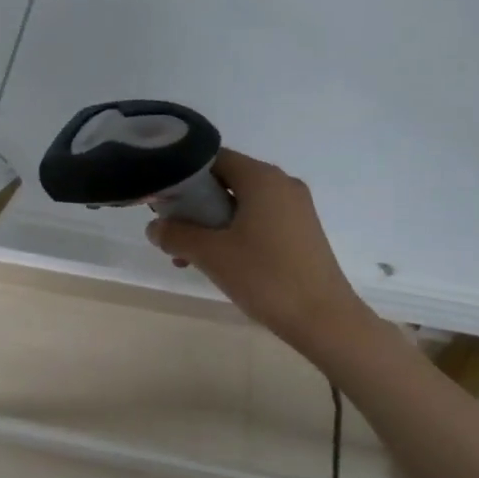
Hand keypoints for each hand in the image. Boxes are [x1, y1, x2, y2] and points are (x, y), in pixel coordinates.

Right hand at [147, 149, 372, 350]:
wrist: (324, 319)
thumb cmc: (265, 277)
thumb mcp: (211, 254)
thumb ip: (176, 234)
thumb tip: (154, 227)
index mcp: (262, 178)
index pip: (213, 158)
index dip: (183, 175)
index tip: (162, 200)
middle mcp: (281, 184)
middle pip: (226, 181)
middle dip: (193, 205)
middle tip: (172, 232)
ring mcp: (295, 209)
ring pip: (240, 204)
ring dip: (210, 224)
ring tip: (188, 257)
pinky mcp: (300, 232)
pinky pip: (258, 220)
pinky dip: (233, 233)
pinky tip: (218, 263)